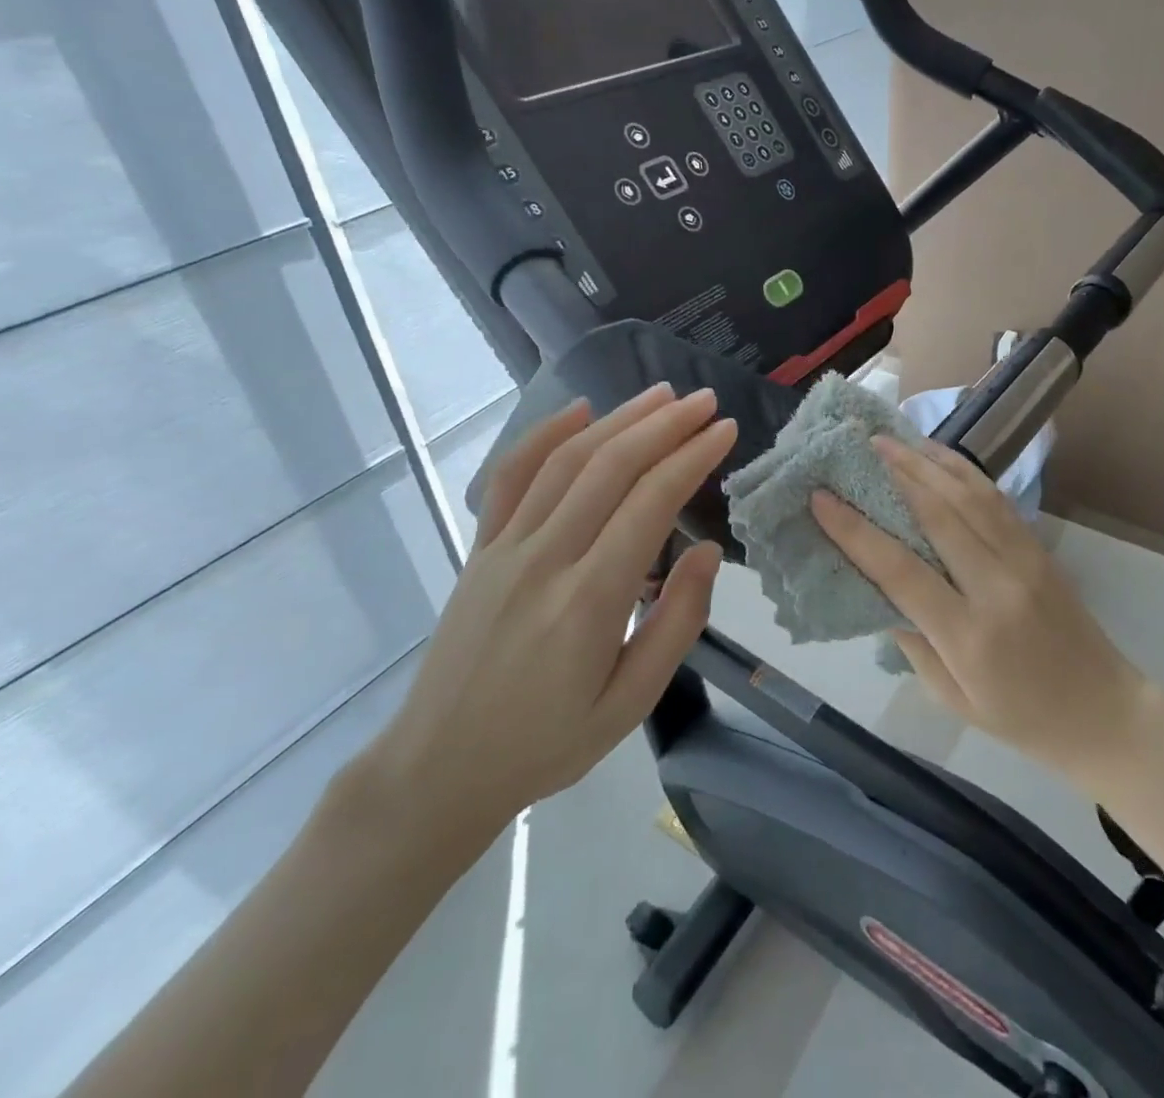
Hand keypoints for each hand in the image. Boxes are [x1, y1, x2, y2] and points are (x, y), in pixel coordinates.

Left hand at [359, 384, 736, 850]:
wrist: (438, 768)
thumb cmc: (546, 743)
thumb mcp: (630, 703)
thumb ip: (677, 623)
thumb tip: (708, 551)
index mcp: (589, 600)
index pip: (650, 503)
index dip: (692, 457)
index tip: (725, 430)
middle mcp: (545, 559)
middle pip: (610, 467)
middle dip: (664, 425)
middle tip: (704, 401)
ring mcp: (505, 548)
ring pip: (566, 461)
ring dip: (618, 419)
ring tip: (661, 395)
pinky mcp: (480, 549)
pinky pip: (510, 478)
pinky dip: (545, 435)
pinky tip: (579, 410)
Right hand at [811, 436, 1159, 777]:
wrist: (1103, 711)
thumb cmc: (1019, 717)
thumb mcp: (951, 697)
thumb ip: (911, 639)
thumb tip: (875, 585)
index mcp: (968, 635)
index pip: (902, 571)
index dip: (856, 531)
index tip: (820, 498)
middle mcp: (996, 586)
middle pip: (937, 515)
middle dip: (892, 475)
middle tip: (854, 447)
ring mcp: (1023, 560)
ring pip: (967, 495)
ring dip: (924, 461)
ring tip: (887, 439)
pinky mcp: (1037, 546)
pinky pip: (994, 497)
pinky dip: (961, 469)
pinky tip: (935, 454)